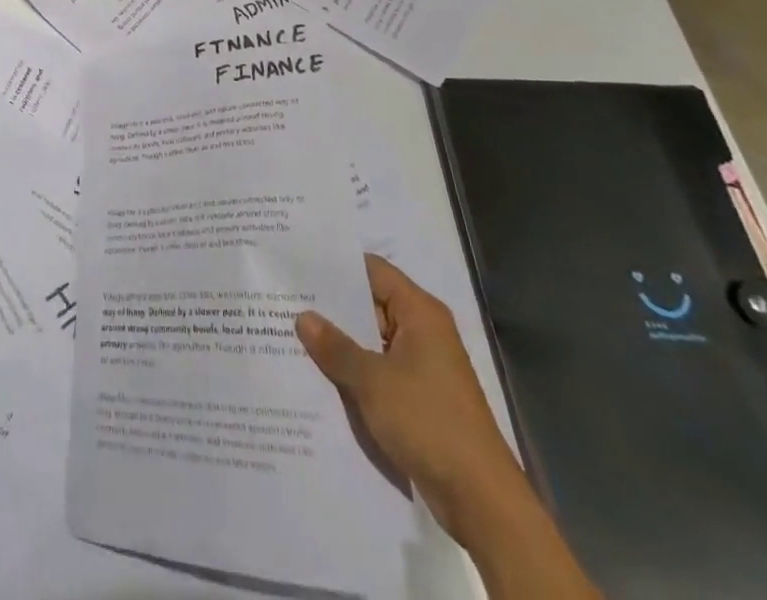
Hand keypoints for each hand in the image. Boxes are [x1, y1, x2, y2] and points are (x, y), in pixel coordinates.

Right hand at [296, 254, 524, 541]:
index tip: (297, 264)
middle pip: (369, 304)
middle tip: (284, 299)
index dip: (335, 266)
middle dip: (330, 307)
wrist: (482, 502)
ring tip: (290, 333)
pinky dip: (353, 370)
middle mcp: (423, 331)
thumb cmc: (429, 423)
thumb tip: (303, 316)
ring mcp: (423, 366)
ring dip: (339, 342)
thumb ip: (335, 346)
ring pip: (371, 340)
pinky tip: (318, 373)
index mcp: (420, 313)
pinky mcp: (419, 397)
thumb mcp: (372, 381)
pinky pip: (378, 370)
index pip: (371, 271)